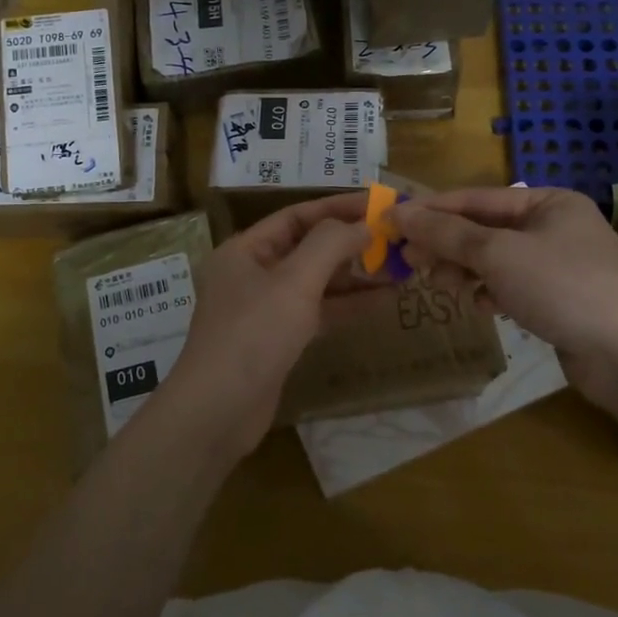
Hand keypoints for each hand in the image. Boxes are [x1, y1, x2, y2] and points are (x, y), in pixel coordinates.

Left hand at [162, 193, 374, 457]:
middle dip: (350, 243)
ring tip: (400, 268)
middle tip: (396, 239)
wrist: (218, 411)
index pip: (296, 216)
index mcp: (244, 250)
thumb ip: (329, 245)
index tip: (378, 205)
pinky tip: (382, 302)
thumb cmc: (253, 334)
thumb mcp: (293, 282)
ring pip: (315, 282)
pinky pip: (317, 312)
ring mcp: (264, 309)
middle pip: (307, 248)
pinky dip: (346, 306)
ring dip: (354, 276)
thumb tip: (362, 225)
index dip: (337, 208)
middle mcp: (252, 273)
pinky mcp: (278, 340)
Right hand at [393, 186, 617, 412]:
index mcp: (547, 202)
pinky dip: (490, 292)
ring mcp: (559, 265)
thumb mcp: (498, 254)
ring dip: (464, 270)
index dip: (431, 210)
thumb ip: (447, 233)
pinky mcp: (560, 300)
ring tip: (440, 286)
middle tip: (409, 261)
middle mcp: (554, 227)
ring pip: (494, 260)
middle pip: (483, 229)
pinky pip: (511, 286)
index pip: (475, 198)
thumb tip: (399, 212)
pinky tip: (481, 306)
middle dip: (446, 244)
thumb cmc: (564, 287)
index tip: (391, 222)